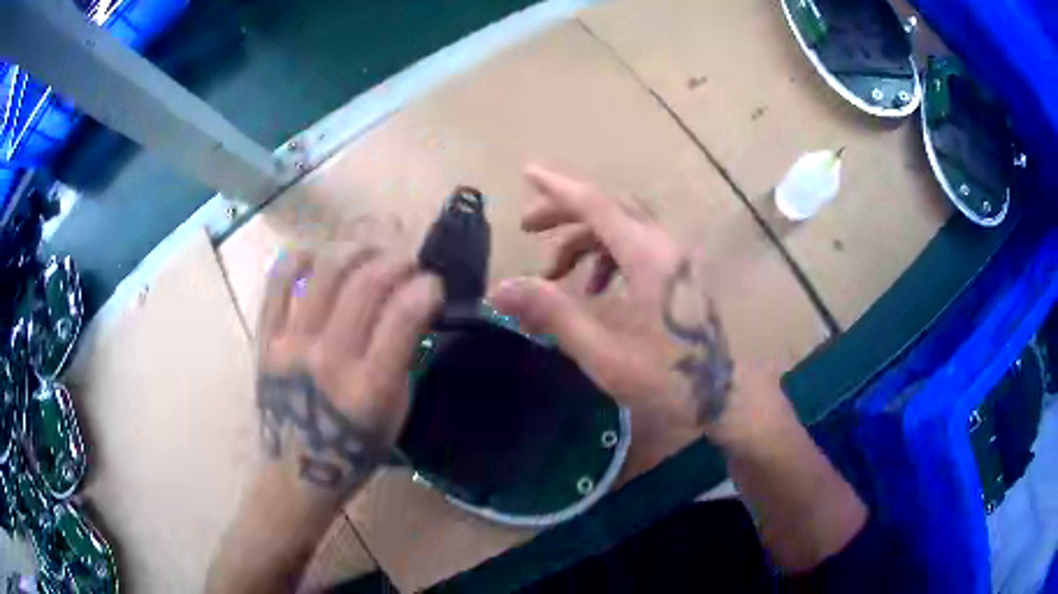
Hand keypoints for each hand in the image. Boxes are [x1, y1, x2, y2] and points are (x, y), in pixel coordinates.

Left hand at [255, 243, 441, 495]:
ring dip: (354, 251)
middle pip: (364, 284)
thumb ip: (403, 359)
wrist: (295, 474)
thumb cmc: (354, 452)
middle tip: (405, 262)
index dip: (425, 288)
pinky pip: (276, 284)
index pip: (403, 317)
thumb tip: (413, 306)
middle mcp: (328, 361)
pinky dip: (297, 259)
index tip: (433, 283)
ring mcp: (289, 347)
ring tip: (368, 252)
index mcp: (369, 389)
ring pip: (323, 273)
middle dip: (395, 261)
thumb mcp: (395, 415)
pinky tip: (316, 256)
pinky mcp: (264, 342)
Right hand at [490, 164, 784, 443]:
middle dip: (565, 215)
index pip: (596, 204)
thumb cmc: (668, 378)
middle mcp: (665, 244)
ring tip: (555, 276)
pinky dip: (608, 258)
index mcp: (648, 255)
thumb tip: (499, 289)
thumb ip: (552, 313)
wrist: (725, 396)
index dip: (557, 188)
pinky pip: (638, 247)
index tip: (527, 172)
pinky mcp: (681, 273)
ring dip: (585, 242)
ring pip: (623, 227)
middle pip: (609, 208)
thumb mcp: (603, 351)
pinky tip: (595, 292)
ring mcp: (677, 258)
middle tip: (527, 229)